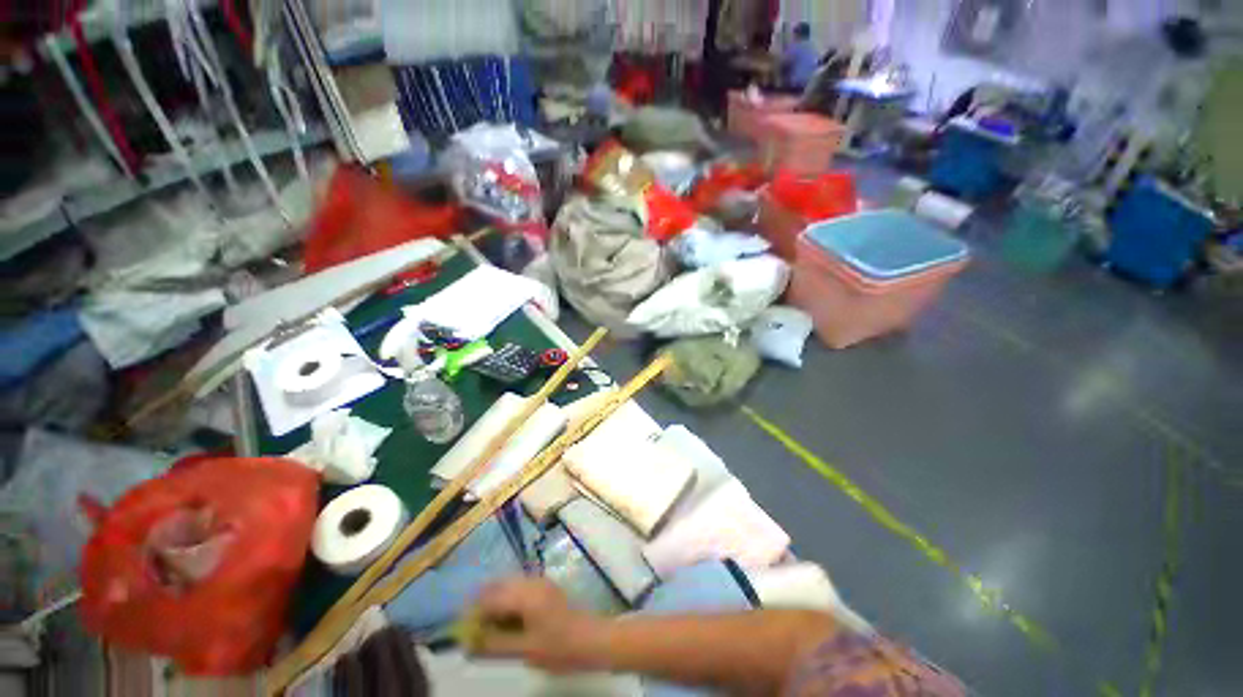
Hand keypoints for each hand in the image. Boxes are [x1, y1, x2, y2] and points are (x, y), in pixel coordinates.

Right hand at [468, 577, 609, 673]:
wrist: (593, 639)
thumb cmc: (559, 646)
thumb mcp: (524, 650)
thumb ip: (495, 645)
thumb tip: (469, 644)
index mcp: (525, 594)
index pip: (490, 597)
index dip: (474, 613)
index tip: (463, 631)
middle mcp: (531, 581)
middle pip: (499, 586)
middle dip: (484, 605)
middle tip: (475, 630)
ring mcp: (540, 582)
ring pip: (509, 586)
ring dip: (496, 603)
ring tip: (490, 628)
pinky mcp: (546, 588)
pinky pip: (520, 589)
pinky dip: (509, 602)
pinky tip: (509, 621)